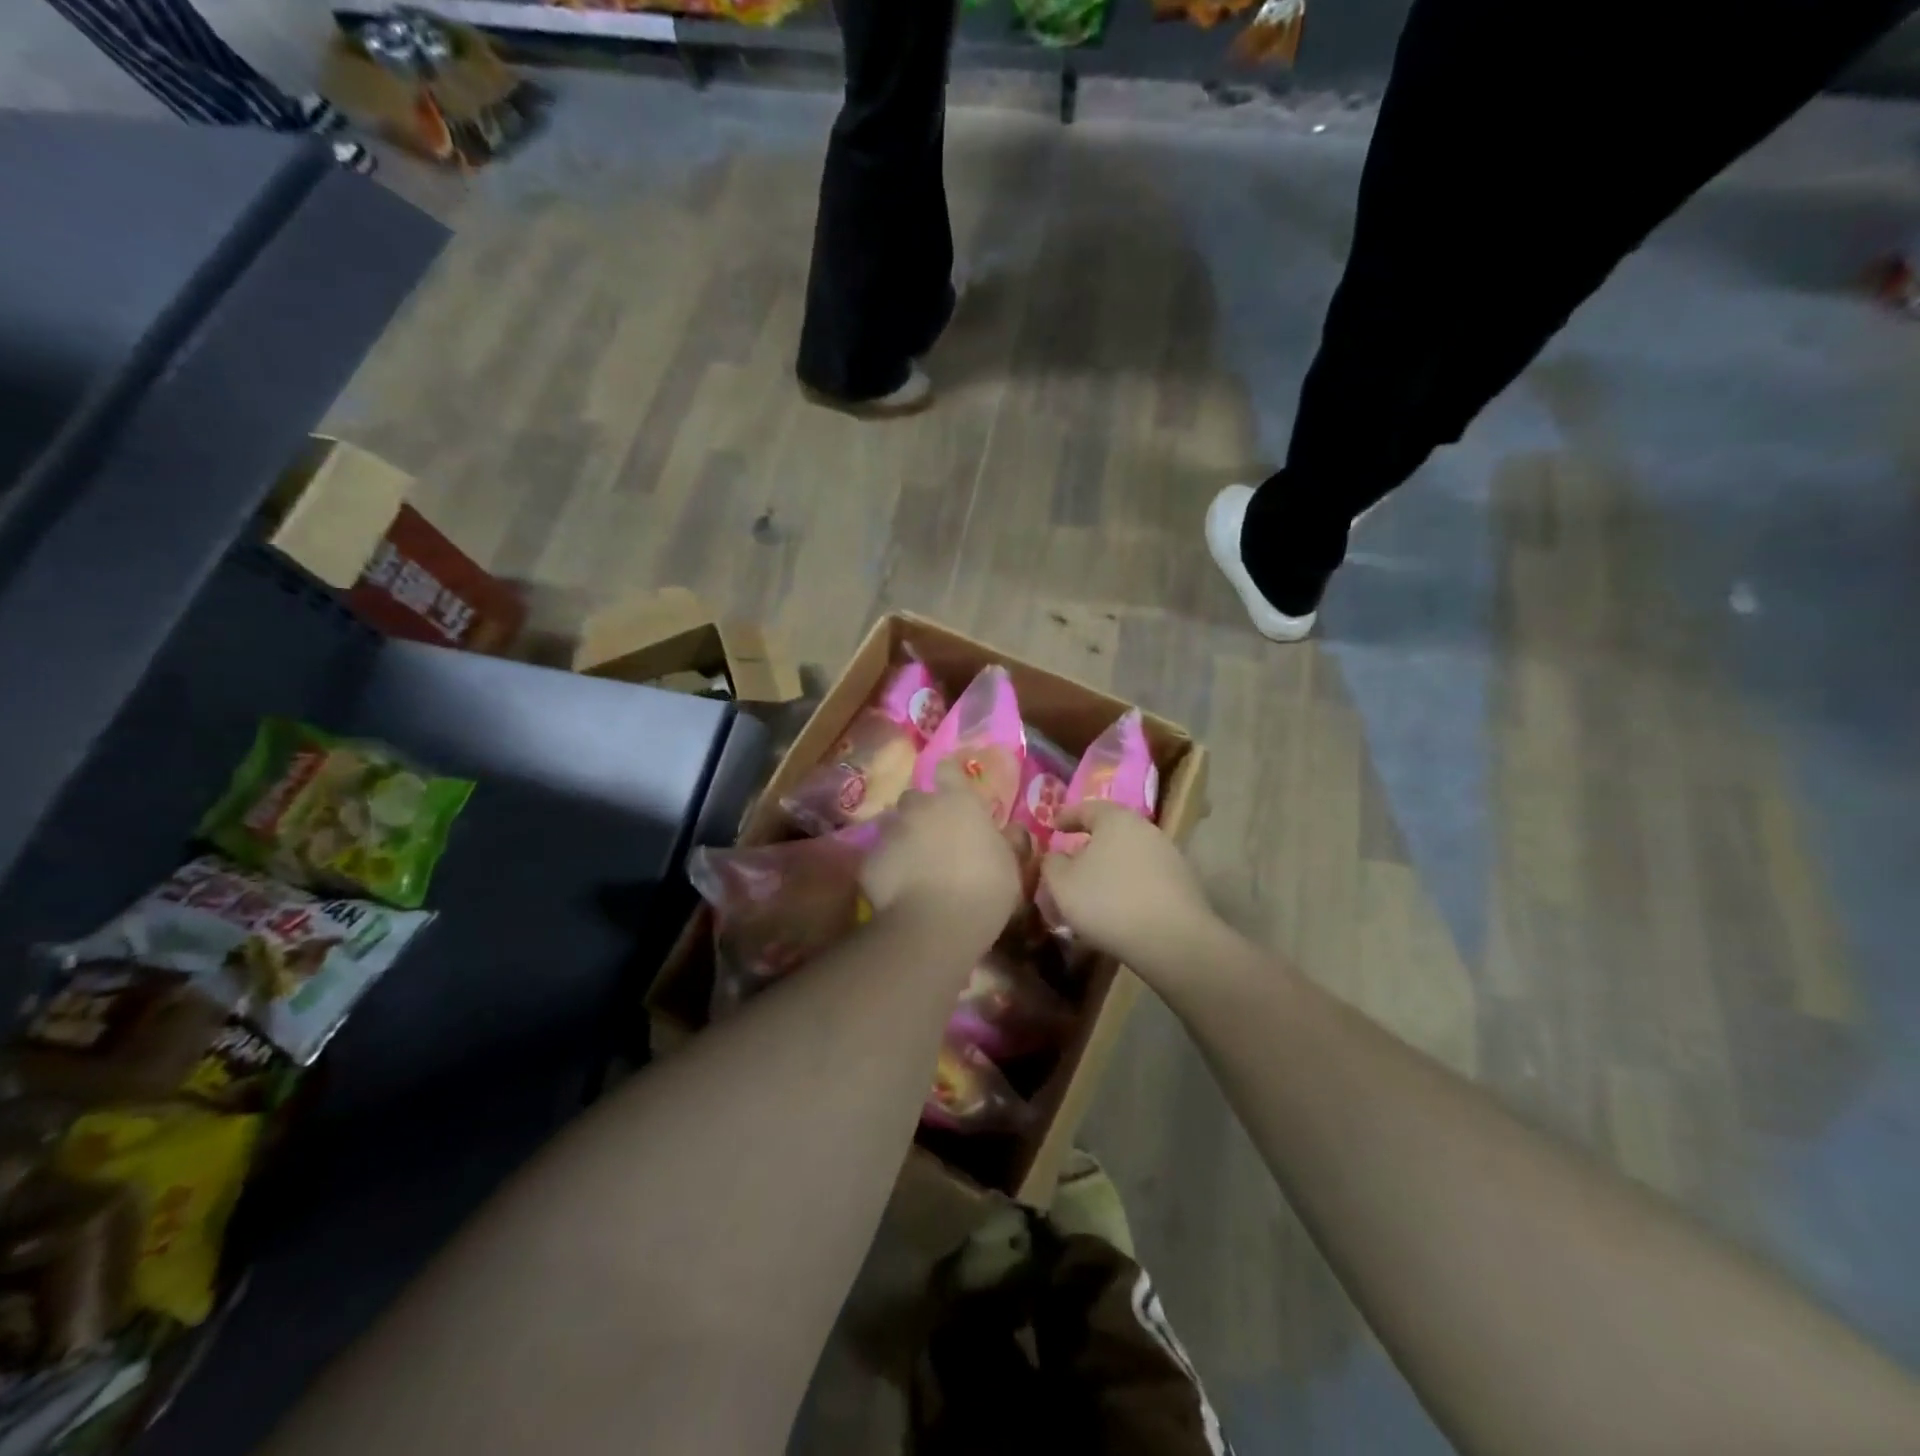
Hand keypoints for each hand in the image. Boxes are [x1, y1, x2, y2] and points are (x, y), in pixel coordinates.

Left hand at [861, 762, 1022, 937]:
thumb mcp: (1011, 867)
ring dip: (902, 838)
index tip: (953, 788)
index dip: (949, 776)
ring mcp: (890, 832)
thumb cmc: (985, 889)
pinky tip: (897, 889)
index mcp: (958, 801)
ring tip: (914, 864)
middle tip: (935, 837)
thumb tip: (1014, 829)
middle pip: (915, 798)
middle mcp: (920, 807)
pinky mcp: (870, 860)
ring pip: (892, 825)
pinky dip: (887, 867)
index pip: (948, 769)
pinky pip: (879, 857)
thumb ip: (1010, 842)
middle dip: (922, 812)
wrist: (936, 925)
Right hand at [1039, 802, 1216, 973]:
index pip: (1086, 808)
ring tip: (1094, 888)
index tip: (1052, 825)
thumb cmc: (1107, 901)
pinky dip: (1129, 885)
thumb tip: (1056, 856)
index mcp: (1115, 819)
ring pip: (1130, 855)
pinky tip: (1119, 906)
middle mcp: (1145, 829)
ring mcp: (1169, 855)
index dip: (1066, 816)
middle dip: (1090, 843)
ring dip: (1111, 867)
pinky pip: (1146, 877)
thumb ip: (1051, 863)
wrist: (1172, 939)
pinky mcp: (1183, 883)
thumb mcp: (1061, 883)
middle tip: (1072, 859)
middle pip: (1112, 830)